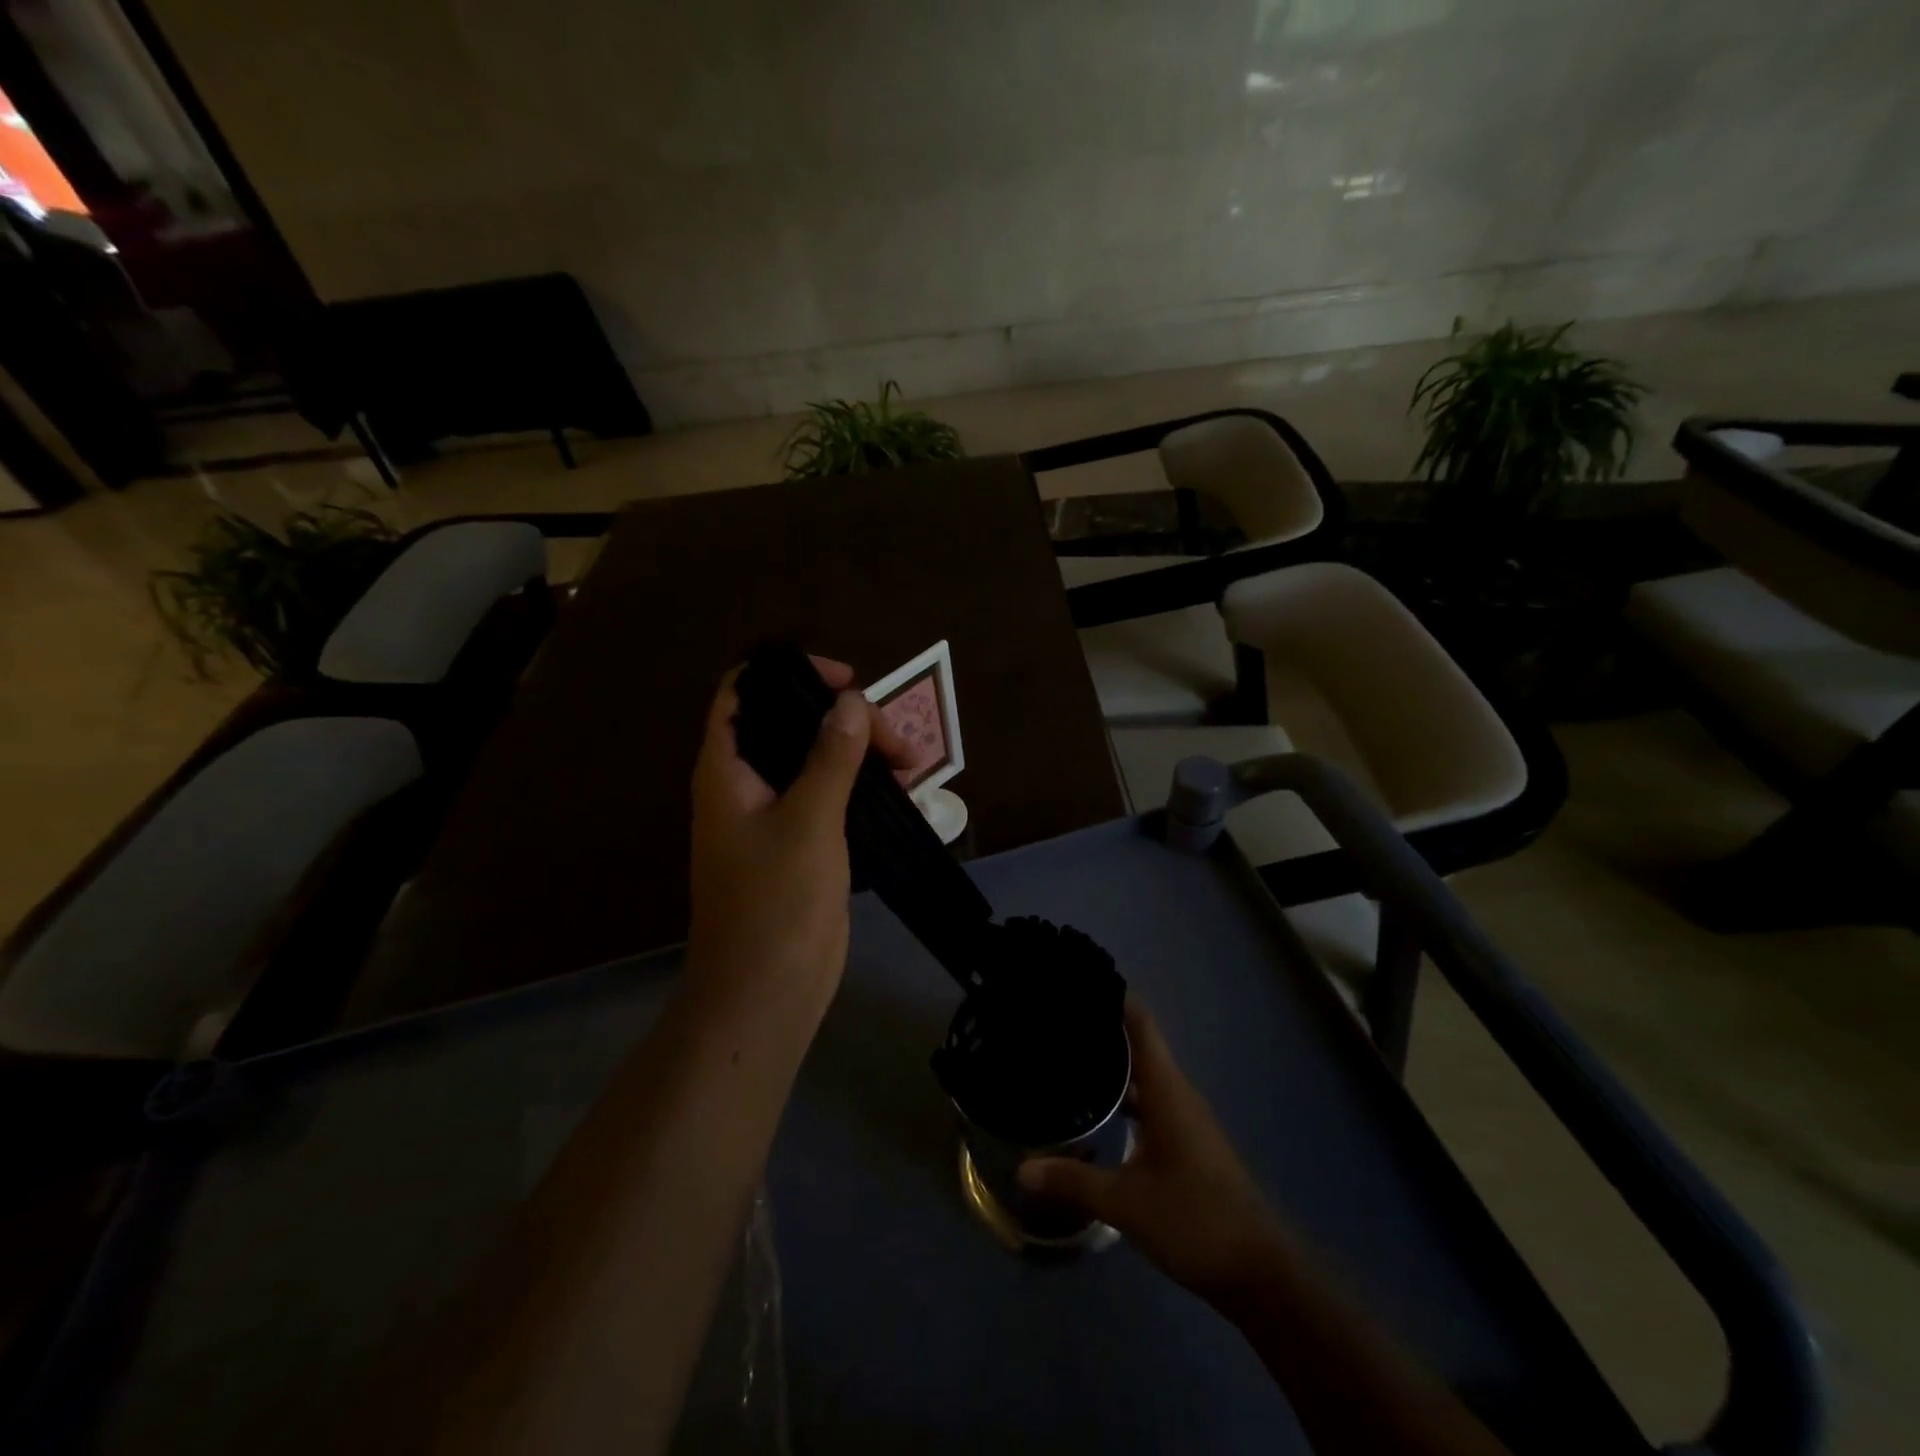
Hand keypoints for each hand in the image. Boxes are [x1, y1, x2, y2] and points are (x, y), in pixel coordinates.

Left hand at [687, 657, 910, 1017]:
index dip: (791, 673)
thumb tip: (850, 702)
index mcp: (728, 769)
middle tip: (897, 743)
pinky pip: (829, 797)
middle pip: (791, 724)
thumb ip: (830, 757)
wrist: (765, 992)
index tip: (847, 682)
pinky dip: (861, 788)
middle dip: (845, 720)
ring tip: (910, 767)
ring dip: (860, 754)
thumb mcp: (809, 820)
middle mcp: (746, 784)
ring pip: (815, 761)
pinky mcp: (799, 844)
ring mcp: (772, 816)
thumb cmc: (776, 902)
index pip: (745, 691)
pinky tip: (900, 796)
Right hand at [1019, 1000, 1289, 1305]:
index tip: (1074, 981)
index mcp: (1167, 1089)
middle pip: (1137, 1044)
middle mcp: (1177, 1093)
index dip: (1112, 996)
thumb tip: (1021, 1168)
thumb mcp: (1126, 1203)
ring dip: (1110, 1066)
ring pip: (1142, 1076)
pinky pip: (1148, 1102)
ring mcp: (1184, 1119)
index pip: (1140, 1022)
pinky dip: (1122, 1097)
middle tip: (1052, 1020)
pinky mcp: (1186, 1143)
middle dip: (1099, 1029)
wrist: (1261, 1273)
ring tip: (1063, 1058)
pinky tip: (1094, 1111)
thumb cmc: (1196, 1220)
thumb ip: (1073, 1180)